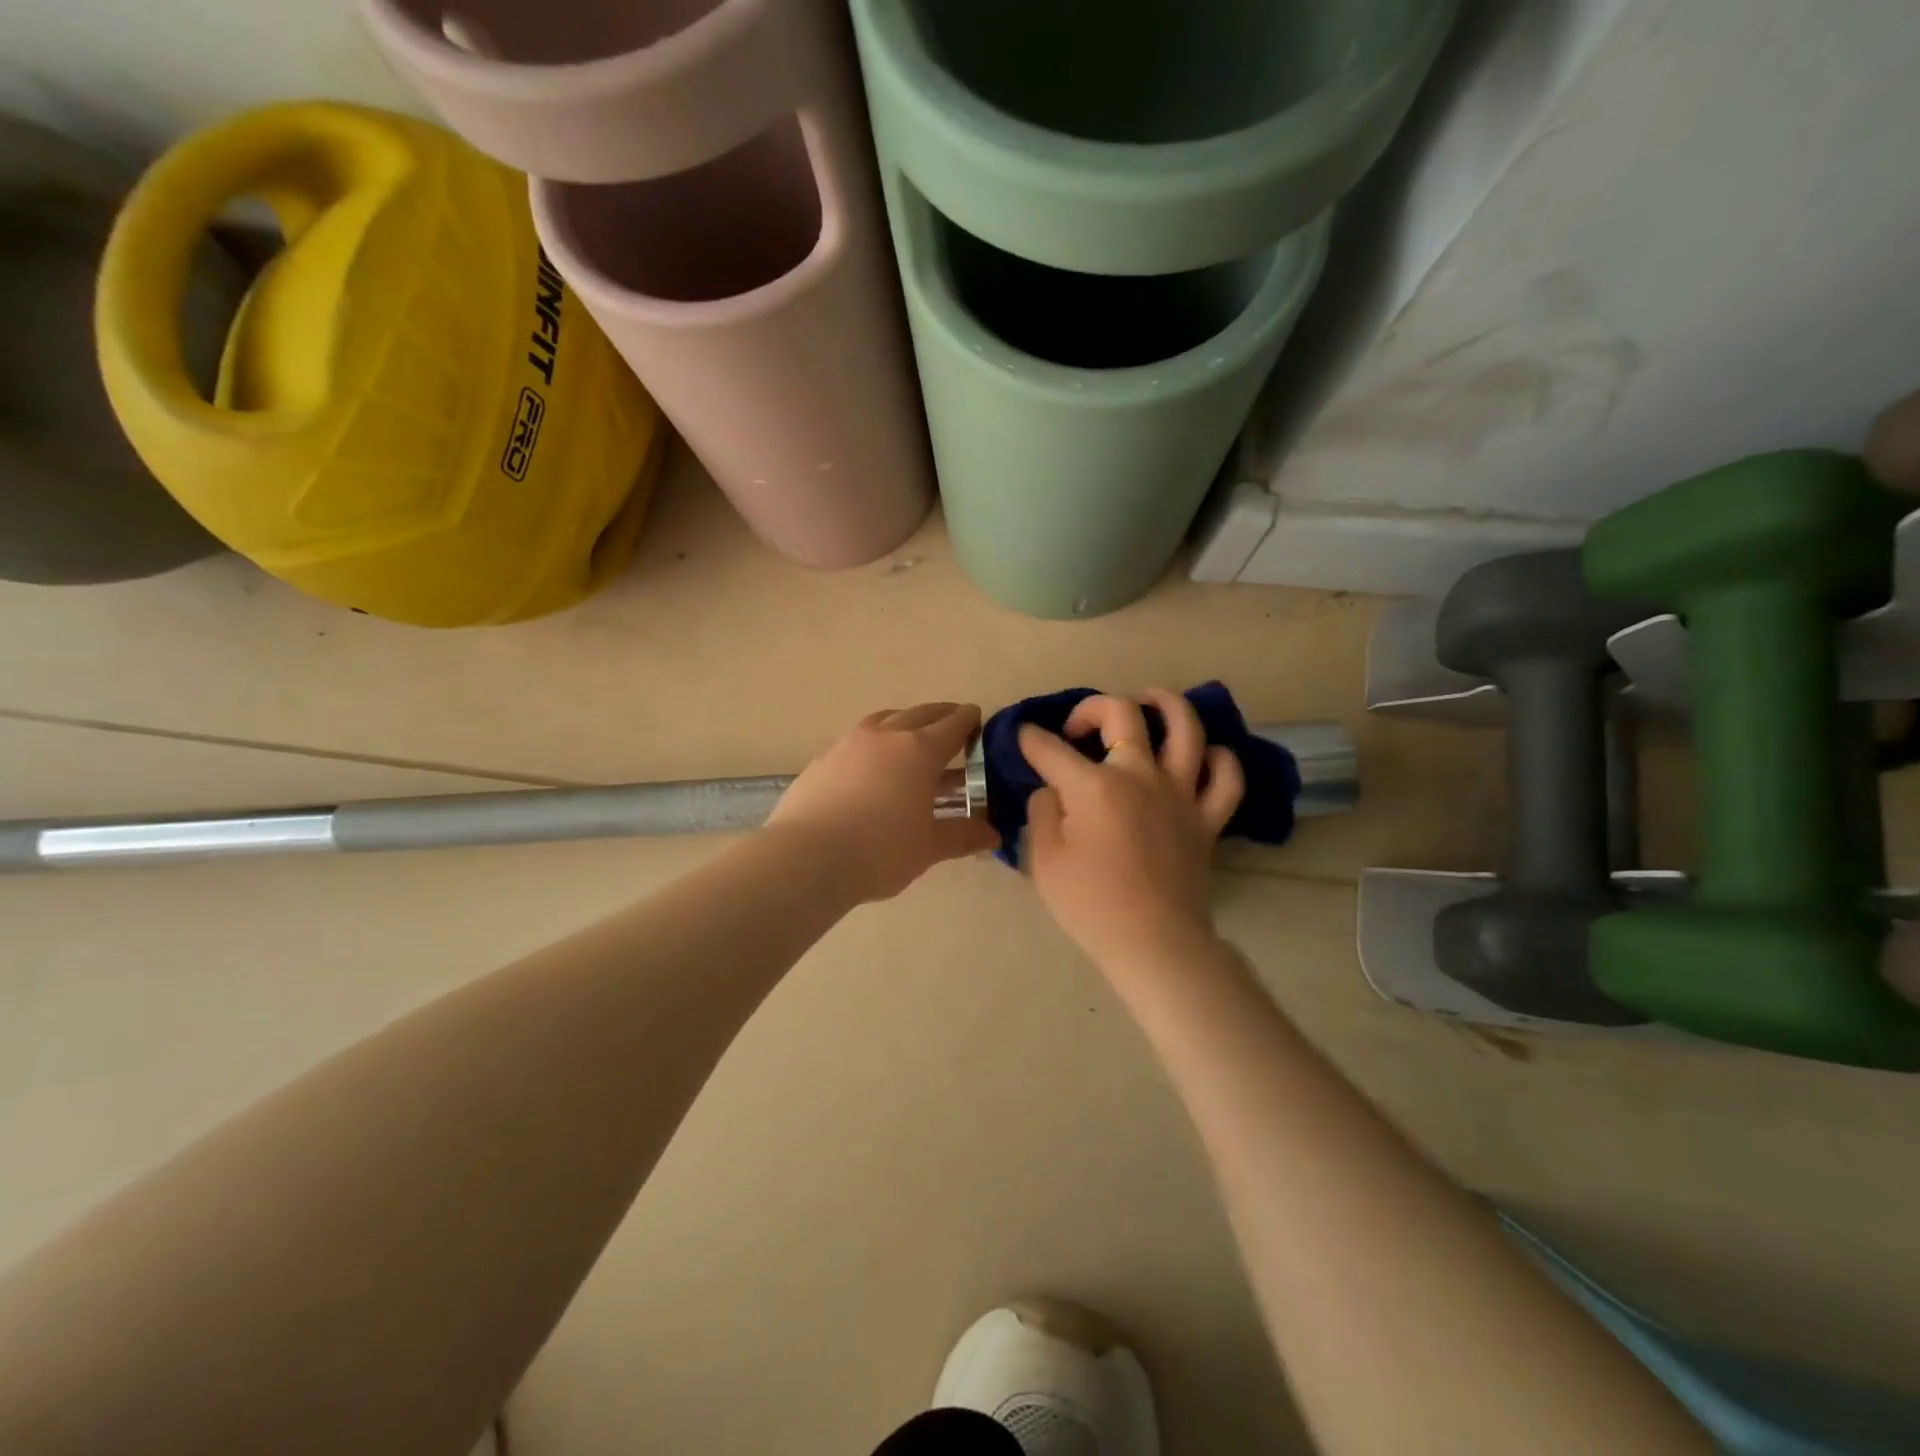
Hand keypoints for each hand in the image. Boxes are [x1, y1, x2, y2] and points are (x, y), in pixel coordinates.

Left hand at [768, 703, 998, 903]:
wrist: (807, 858)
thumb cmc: (880, 850)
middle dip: (941, 717)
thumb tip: (993, 835)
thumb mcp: (929, 847)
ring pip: (886, 720)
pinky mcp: (823, 759)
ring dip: (905, 724)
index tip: (979, 722)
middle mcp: (886, 735)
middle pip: (921, 714)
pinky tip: (873, 768)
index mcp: (920, 750)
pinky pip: (858, 740)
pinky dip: (875, 744)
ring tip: (913, 740)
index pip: (953, 724)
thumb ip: (963, 836)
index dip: (970, 721)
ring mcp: (850, 743)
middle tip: (953, 726)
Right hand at [1019, 689, 1245, 973]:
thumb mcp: (1044, 860)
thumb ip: (1043, 812)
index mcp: (1094, 786)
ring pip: (1185, 727)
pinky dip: (1219, 759)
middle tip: (1077, 728)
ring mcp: (1181, 793)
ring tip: (1148, 700)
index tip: (1022, 738)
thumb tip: (1053, 790)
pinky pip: (1226, 777)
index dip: (1030, 739)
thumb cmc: (1090, 904)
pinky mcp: (1207, 817)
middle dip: (1090, 708)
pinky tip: (1202, 756)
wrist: (1153, 942)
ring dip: (1165, 704)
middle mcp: (1140, 775)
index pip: (1051, 749)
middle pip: (1121, 713)